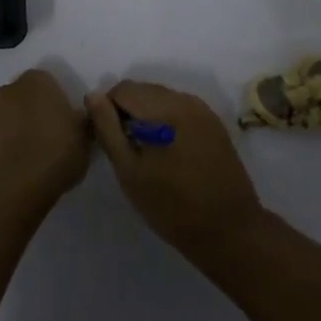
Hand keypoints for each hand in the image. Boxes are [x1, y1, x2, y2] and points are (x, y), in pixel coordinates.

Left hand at [0, 68, 91, 211]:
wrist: (15, 187)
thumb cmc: (56, 152)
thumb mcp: (85, 137)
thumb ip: (82, 120)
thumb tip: (80, 116)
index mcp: (37, 81)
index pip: (48, 82)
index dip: (57, 102)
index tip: (66, 123)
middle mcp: (9, 90)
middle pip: (24, 97)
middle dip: (33, 112)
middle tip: (50, 137)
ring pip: (5, 117)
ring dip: (14, 129)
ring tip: (30, 156)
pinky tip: (12, 167)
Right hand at [87, 80, 265, 261]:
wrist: (228, 230)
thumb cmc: (171, 206)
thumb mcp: (129, 171)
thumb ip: (108, 129)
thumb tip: (93, 95)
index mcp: (164, 108)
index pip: (123, 89)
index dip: (109, 110)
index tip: (111, 139)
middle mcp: (185, 99)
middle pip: (144, 90)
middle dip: (129, 111)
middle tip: (127, 148)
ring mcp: (203, 110)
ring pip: (162, 98)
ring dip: (148, 116)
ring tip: (147, 152)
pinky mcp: (214, 124)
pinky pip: (181, 109)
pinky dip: (168, 121)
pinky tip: (169, 152)